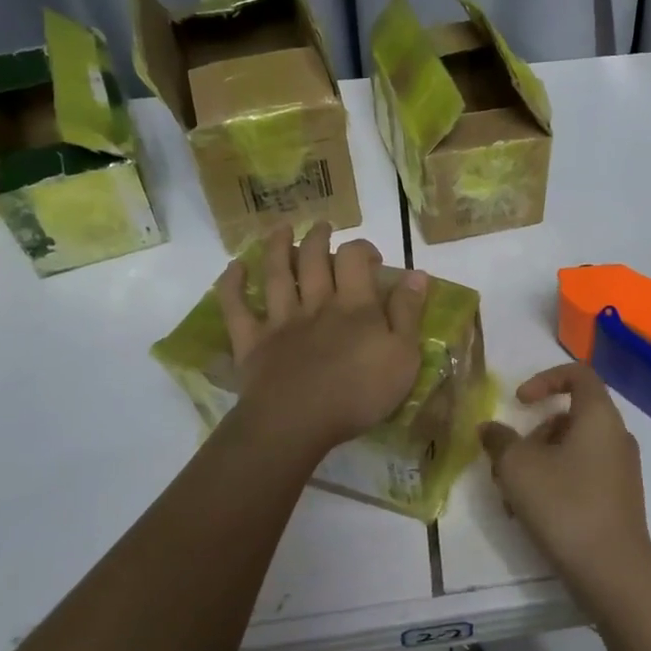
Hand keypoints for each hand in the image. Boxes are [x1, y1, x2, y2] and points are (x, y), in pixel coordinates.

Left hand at [218, 223, 427, 453]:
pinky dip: (233, 285)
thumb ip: (408, 314)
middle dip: (320, 238)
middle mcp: (316, 303)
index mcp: (355, 306)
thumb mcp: (403, 356)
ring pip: (277, 274)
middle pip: (315, 259)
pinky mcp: (252, 342)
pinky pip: (237, 308)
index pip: (355, 259)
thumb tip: (417, 274)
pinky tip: (234, 268)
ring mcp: (281, 321)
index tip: (372, 257)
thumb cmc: (359, 393)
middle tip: (323, 227)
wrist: (297, 422)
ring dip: (279, 248)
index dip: (362, 248)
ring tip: (282, 230)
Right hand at [478, 363, 650, 607]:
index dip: (544, 379)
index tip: (520, 402)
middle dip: (533, 435)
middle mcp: (616, 435)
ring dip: (538, 464)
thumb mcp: (517, 468)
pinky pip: (582, 475)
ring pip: (572, 449)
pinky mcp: (619, 499)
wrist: (612, 571)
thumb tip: (490, 429)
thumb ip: (500, 441)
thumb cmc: (564, 504)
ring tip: (511, 497)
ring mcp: (621, 469)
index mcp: (599, 416)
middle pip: (570, 417)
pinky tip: (531, 514)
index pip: (578, 374)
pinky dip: (555, 483)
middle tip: (507, 463)